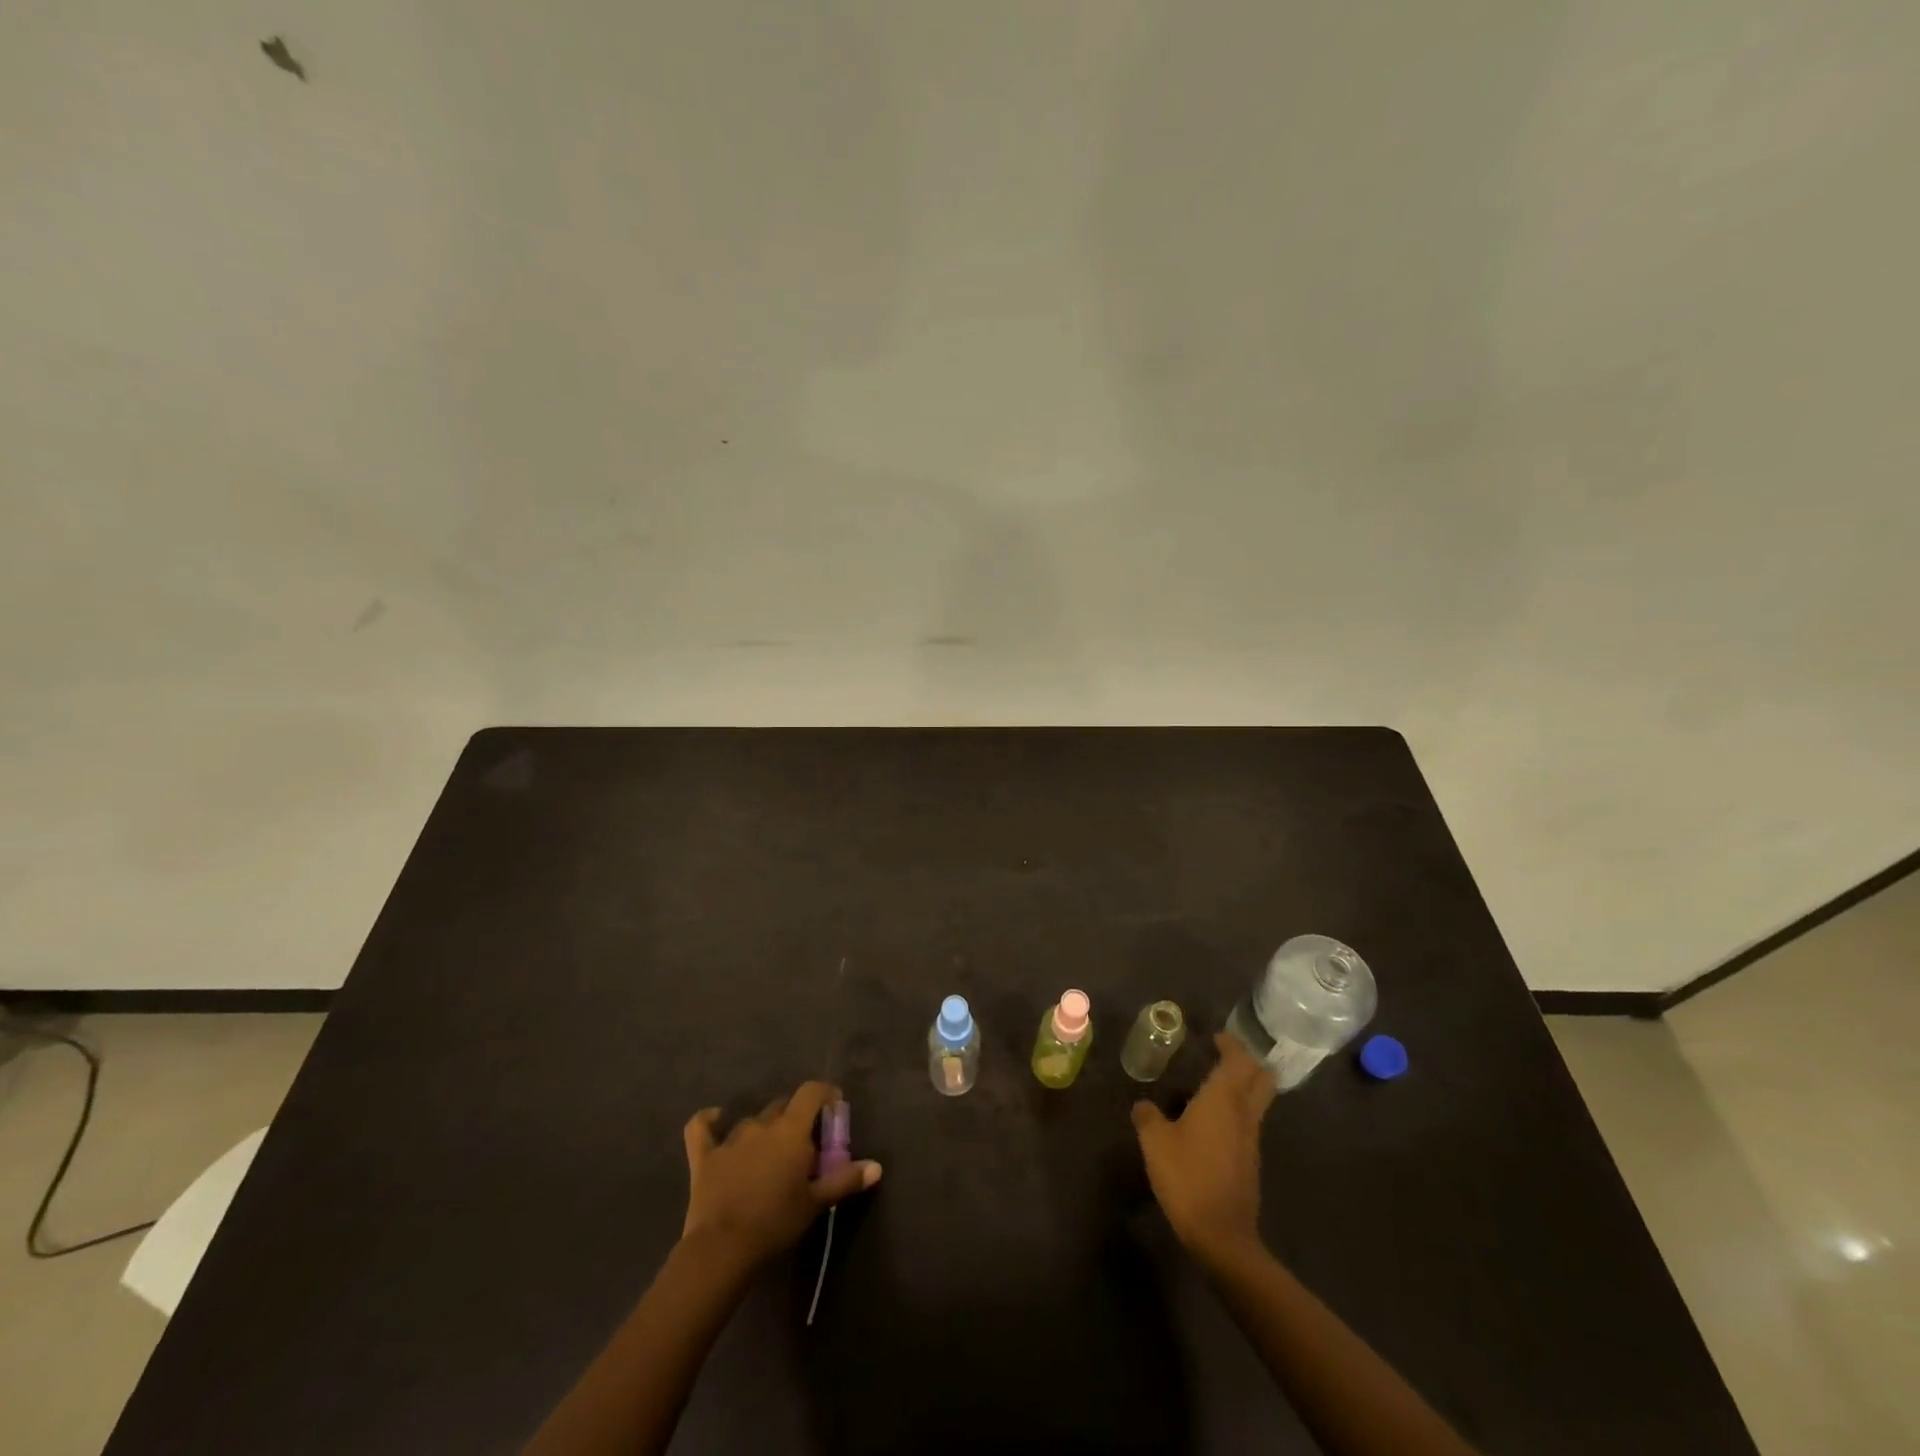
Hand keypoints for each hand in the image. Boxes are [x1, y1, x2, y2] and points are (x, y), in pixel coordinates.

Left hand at [680, 1081, 880, 1267]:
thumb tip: (877, 1167)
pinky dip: (709, 1120)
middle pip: (783, 1106)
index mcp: (791, 1129)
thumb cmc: (776, 1222)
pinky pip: (702, 1128)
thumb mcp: (815, 1202)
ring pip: (753, 1121)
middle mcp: (762, 1124)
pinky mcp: (705, 1155)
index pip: (811, 1092)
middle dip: (796, 1118)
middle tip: (803, 1145)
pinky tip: (715, 1118)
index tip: (834, 1107)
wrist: (723, 1248)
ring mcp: (731, 1137)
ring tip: (769, 1154)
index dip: (824, 1093)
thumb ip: (845, 1180)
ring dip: (764, 1130)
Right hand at [1132, 1033, 1276, 1264]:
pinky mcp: (1250, 1163)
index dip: (1232, 1044)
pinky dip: (1236, 1112)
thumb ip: (1147, 1116)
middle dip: (1248, 1063)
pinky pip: (1248, 1124)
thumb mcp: (1155, 1142)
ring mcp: (1252, 1140)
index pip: (1239, 1060)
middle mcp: (1244, 1114)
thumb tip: (1143, 1105)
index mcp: (1224, 1100)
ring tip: (1211, 1087)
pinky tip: (1210, 1123)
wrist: (1221, 1236)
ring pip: (1257, 1102)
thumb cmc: (1187, 1177)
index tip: (1216, 1037)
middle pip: (1262, 1079)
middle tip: (1224, 1056)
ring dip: (1242, 1088)